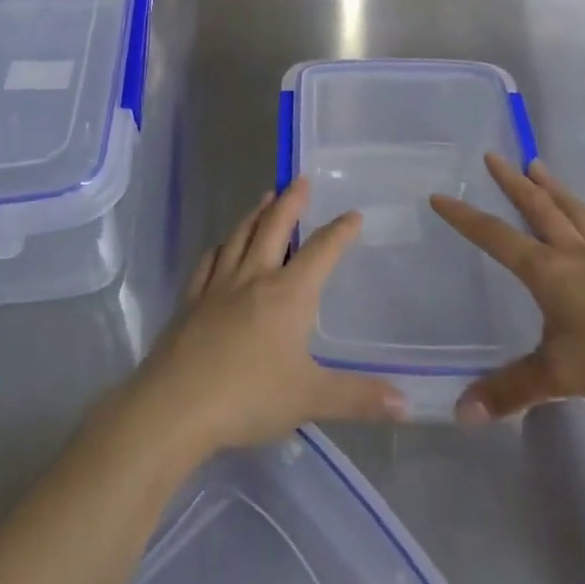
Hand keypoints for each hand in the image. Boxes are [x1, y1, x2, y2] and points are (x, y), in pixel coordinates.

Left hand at [128, 178, 406, 455]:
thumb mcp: (311, 399)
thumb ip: (358, 397)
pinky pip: (208, 262)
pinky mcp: (191, 300)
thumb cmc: (250, 396)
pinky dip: (220, 247)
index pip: (320, 252)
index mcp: (288, 294)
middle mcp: (254, 278)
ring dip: (255, 214)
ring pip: (239, 237)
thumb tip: (407, 404)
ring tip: (265, 198)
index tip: (353, 215)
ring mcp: (218, 286)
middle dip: (290, 202)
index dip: (340, 232)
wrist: (177, 404)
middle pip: (274, 228)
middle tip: (300, 179)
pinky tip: (220, 246)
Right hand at [431, 155, 584, 419]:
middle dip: (512, 182)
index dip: (465, 218)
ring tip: (538, 167)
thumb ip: (510, 390)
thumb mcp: (560, 375)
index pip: (496, 237)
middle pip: (539, 207)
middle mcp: (576, 254)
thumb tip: (460, 413)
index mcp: (549, 270)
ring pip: (574, 212)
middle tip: (493, 156)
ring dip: (552, 188)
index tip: (440, 196)